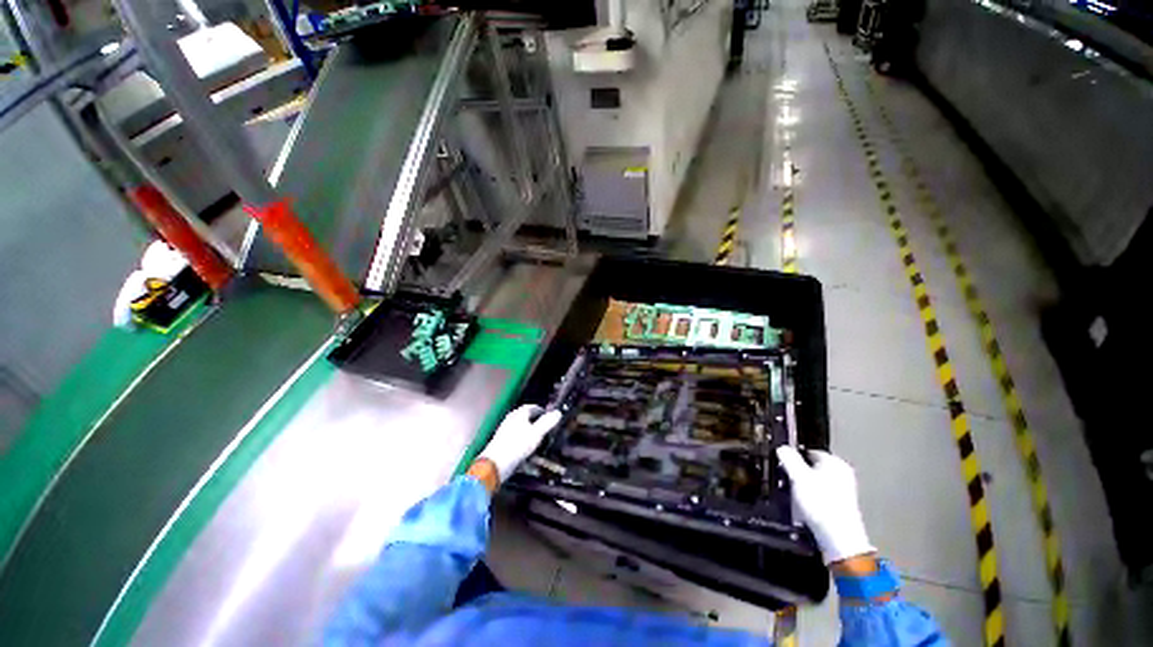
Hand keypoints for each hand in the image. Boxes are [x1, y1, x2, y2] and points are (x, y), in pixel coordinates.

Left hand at [479, 405, 562, 483]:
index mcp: (519, 413)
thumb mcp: (536, 433)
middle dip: (535, 420)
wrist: (495, 464)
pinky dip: (523, 439)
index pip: (532, 407)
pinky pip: (516, 436)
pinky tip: (527, 448)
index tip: (549, 416)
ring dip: (529, 430)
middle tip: (545, 427)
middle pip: (525, 416)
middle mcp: (511, 418)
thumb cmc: (517, 445)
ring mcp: (505, 430)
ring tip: (538, 438)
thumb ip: (547, 422)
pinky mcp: (502, 441)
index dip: (541, 411)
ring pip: (520, 426)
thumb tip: (558, 413)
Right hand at [777, 446, 874, 564]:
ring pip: (815, 481)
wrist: (839, 539)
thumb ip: (789, 459)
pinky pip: (820, 494)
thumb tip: (783, 448)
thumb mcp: (799, 477)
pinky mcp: (841, 505)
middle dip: (798, 472)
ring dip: (803, 486)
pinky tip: (804, 506)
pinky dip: (811, 497)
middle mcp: (842, 473)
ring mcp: (843, 490)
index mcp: (835, 462)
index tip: (782, 465)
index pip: (808, 451)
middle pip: (812, 467)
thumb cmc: (820, 504)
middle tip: (787, 480)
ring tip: (794, 495)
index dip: (793, 457)